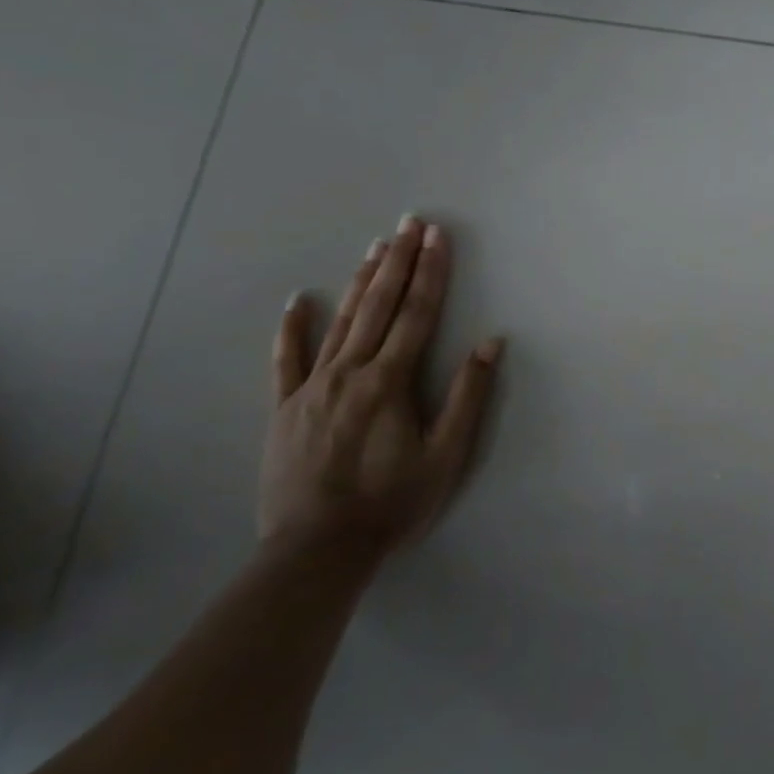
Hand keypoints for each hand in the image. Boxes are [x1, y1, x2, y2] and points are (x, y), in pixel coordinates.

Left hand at [263, 214, 503, 557]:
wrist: (317, 551)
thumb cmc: (392, 503)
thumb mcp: (446, 455)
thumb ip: (468, 396)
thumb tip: (489, 342)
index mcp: (390, 381)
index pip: (416, 314)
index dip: (430, 272)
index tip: (437, 237)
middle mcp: (349, 372)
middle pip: (378, 306)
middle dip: (398, 261)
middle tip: (409, 223)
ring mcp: (311, 388)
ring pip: (339, 323)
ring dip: (360, 282)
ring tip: (375, 246)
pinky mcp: (284, 409)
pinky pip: (286, 361)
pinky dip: (291, 329)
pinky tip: (297, 301)